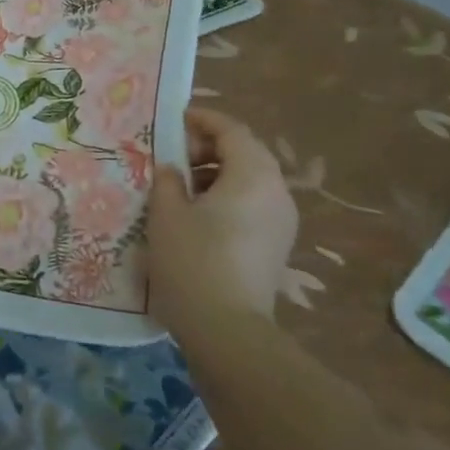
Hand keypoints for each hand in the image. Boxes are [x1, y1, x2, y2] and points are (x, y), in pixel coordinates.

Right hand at [148, 109, 297, 327]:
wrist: (227, 329)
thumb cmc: (193, 261)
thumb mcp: (167, 214)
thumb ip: (168, 181)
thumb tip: (172, 169)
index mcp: (253, 175)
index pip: (232, 131)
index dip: (202, 120)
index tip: (174, 120)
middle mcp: (276, 192)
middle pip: (245, 154)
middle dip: (208, 148)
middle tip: (171, 156)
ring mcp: (282, 222)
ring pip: (249, 182)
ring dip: (215, 175)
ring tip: (178, 187)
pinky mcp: (276, 246)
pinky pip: (252, 206)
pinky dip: (226, 198)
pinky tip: (195, 216)